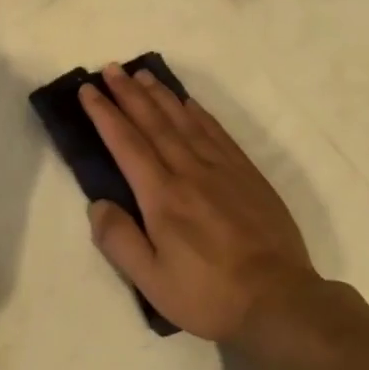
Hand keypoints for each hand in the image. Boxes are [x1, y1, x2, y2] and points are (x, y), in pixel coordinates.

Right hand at [79, 65, 321, 346]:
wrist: (279, 300)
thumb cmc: (208, 294)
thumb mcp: (151, 280)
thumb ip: (118, 240)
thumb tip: (98, 204)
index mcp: (162, 196)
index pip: (126, 144)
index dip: (105, 115)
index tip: (89, 91)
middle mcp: (190, 172)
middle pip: (154, 123)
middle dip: (129, 94)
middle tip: (111, 69)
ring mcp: (223, 170)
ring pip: (185, 121)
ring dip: (161, 96)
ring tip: (143, 75)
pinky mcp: (248, 176)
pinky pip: (218, 133)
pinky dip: (199, 113)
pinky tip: (189, 104)